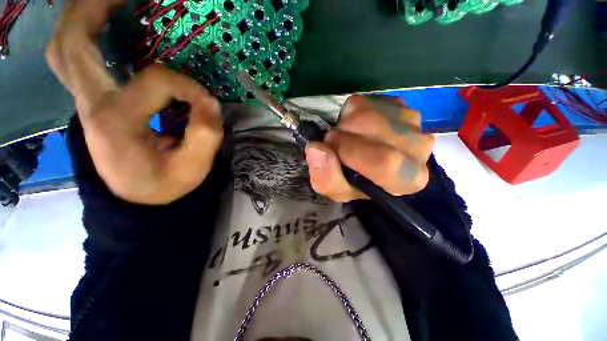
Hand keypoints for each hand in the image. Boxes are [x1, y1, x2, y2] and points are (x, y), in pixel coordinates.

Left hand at [46, 0, 222, 204]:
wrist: (140, 201)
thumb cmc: (167, 186)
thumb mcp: (196, 166)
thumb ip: (206, 130)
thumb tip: (206, 99)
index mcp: (117, 123)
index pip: (155, 80)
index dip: (187, 86)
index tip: (205, 103)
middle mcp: (91, 107)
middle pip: (72, 43)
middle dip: (94, 10)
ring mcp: (85, 104)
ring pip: (65, 49)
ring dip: (82, 20)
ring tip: (111, 6)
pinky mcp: (91, 105)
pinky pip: (74, 62)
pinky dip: (82, 39)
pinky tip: (102, 32)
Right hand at [305, 95, 434, 202]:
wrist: (368, 163)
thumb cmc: (354, 182)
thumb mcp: (336, 190)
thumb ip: (326, 177)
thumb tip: (316, 149)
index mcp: (408, 179)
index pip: (385, 161)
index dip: (350, 152)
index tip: (330, 147)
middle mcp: (418, 148)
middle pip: (373, 130)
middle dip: (343, 135)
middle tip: (335, 143)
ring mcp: (411, 121)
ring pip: (367, 112)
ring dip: (345, 124)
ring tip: (346, 137)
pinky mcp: (398, 104)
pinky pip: (364, 101)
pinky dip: (350, 113)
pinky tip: (356, 127)